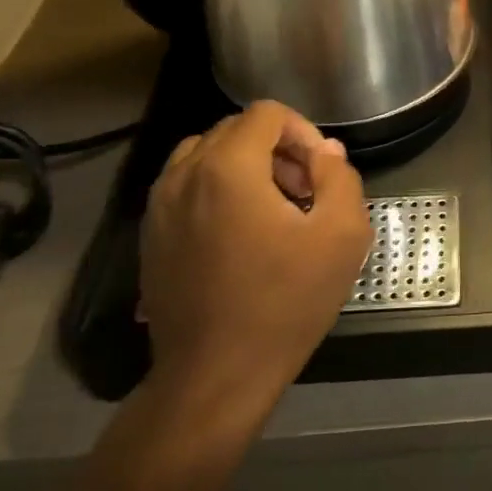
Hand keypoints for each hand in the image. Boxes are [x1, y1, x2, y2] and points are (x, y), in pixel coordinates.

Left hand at [139, 101, 371, 405]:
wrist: (215, 376)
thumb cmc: (285, 302)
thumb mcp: (341, 235)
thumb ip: (340, 177)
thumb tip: (325, 152)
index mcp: (227, 168)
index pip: (265, 114)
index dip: (303, 131)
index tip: (320, 173)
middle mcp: (183, 175)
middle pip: (235, 130)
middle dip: (277, 149)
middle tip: (305, 192)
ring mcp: (159, 207)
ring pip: (206, 156)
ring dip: (245, 167)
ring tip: (274, 210)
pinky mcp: (150, 237)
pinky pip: (186, 188)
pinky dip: (217, 190)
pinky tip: (242, 235)